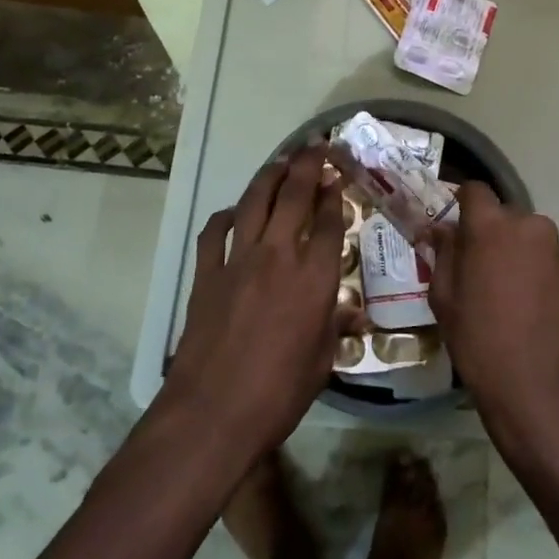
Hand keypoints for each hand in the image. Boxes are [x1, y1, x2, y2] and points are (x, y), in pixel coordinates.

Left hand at [160, 146, 345, 461]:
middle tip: (315, 145)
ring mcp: (238, 260)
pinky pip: (215, 232)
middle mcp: (279, 256)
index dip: (334, 194)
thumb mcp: (322, 363)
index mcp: (314, 278)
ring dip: (270, 176)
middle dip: (307, 165)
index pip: (329, 222)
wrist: (213, 412)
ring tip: (281, 161)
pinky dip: (226, 216)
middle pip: (294, 195)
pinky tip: (234, 212)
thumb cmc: (278, 394)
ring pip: (254, 202)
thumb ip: (335, 328)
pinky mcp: (207, 273)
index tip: (337, 176)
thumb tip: (352, 313)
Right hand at [427, 182, 558, 455]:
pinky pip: (554, 267)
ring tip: (512, 297)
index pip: (475, 190)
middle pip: (507, 217)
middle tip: (481, 269)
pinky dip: (543, 280)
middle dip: (493, 235)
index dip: (463, 204)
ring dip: (521, 257)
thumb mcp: (444, 298)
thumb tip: (441, 230)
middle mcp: (532, 227)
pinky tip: (536, 314)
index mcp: (492, 226)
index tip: (456, 227)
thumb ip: (443, 253)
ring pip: (533, 242)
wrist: (542, 395)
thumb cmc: (480, 342)